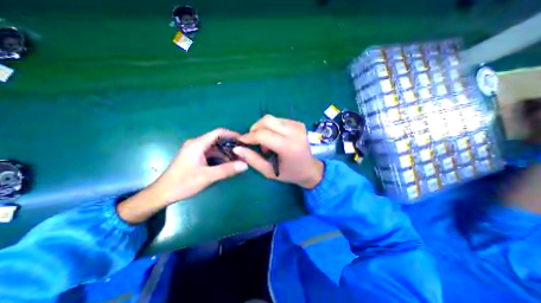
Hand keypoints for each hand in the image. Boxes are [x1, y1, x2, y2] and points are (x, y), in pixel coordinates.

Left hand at [117, 129, 247, 222]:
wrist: (162, 194)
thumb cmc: (183, 183)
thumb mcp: (207, 177)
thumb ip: (227, 170)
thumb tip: (245, 165)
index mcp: (198, 144)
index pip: (218, 133)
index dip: (232, 134)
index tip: (244, 140)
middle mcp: (196, 144)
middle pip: (218, 140)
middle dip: (231, 145)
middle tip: (243, 152)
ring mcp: (195, 151)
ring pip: (215, 148)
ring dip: (226, 153)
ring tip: (238, 159)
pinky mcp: (195, 158)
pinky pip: (211, 154)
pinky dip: (220, 157)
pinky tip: (227, 164)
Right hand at [235, 115, 322, 187]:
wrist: (311, 168)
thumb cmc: (290, 173)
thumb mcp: (269, 172)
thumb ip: (252, 159)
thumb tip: (237, 148)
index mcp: (288, 146)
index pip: (263, 134)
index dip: (249, 136)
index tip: (241, 141)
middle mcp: (294, 132)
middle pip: (267, 120)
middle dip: (255, 129)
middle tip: (254, 141)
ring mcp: (297, 125)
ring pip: (272, 119)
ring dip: (264, 129)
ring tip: (267, 143)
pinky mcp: (298, 123)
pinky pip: (278, 120)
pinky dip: (272, 128)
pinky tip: (275, 138)